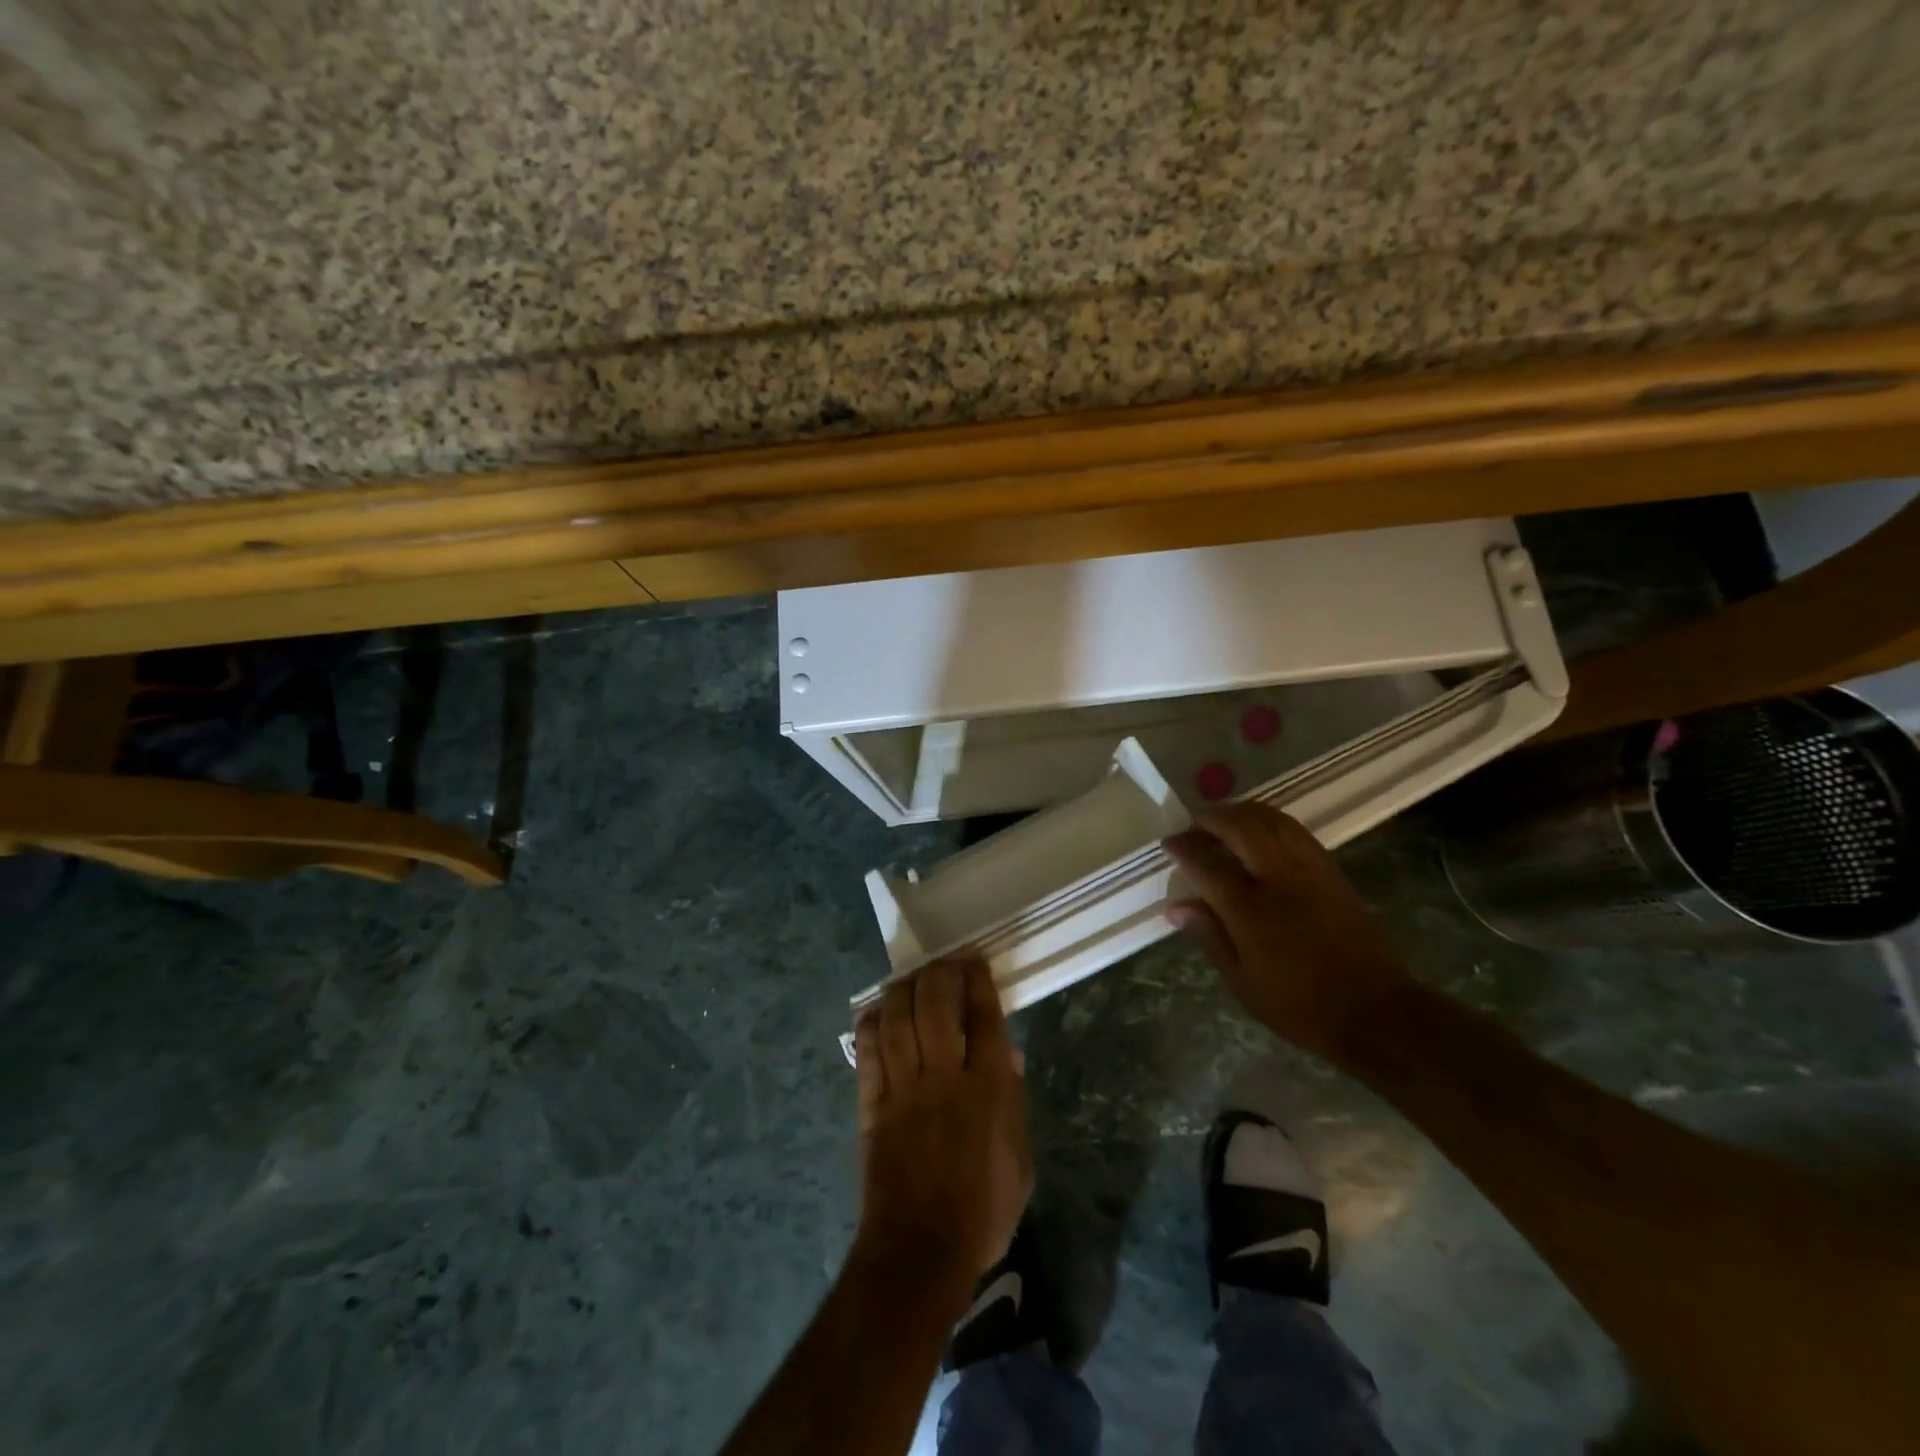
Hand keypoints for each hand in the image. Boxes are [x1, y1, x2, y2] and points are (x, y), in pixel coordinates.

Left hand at [853, 957, 1032, 1291]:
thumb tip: (1008, 1054)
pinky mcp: (872, 1104)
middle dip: (941, 972)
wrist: (921, 1251)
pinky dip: (872, 1024)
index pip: (982, 1016)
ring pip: (898, 1019)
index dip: (978, 980)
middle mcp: (944, 1077)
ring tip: (913, 976)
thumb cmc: (982, 1210)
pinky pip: (868, 1052)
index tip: (975, 960)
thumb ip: (1015, 1102)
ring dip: (905, 988)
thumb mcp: (1020, 1160)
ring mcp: (904, 1088)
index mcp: (987, 1089)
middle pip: (936, 1005)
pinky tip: (878, 1010)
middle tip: (946, 961)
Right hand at [1164, 802, 1413, 1062]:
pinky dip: (1272, 820)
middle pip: (1241, 828)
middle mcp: (1279, 880)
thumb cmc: (1300, 1005)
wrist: (1375, 1012)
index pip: (1207, 864)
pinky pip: (1296, 831)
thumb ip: (1209, 936)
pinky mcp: (1333, 872)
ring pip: (1272, 820)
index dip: (1184, 848)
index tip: (1169, 843)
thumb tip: (1176, 907)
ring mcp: (1310, 871)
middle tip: (1194, 823)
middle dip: (1212, 818)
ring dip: (1243, 811)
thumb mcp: (1242, 981)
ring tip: (1224, 817)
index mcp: (1250, 911)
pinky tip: (1261, 829)